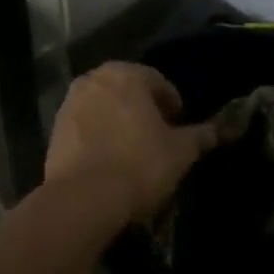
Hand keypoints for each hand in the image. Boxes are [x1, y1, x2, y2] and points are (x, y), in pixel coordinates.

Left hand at [45, 63, 219, 222]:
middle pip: (127, 90)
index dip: (172, 103)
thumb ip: (200, 136)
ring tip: (132, 150)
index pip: (157, 81)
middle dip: (143, 109)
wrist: (83, 199)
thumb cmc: (139, 165)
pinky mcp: (54, 129)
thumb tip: (218, 130)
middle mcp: (94, 79)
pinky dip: (98, 135)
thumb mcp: (180, 152)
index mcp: (125, 74)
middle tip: (158, 136)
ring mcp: (69, 103)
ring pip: (103, 107)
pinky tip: (108, 159)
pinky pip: (85, 126)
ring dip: (118, 121)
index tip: (179, 126)